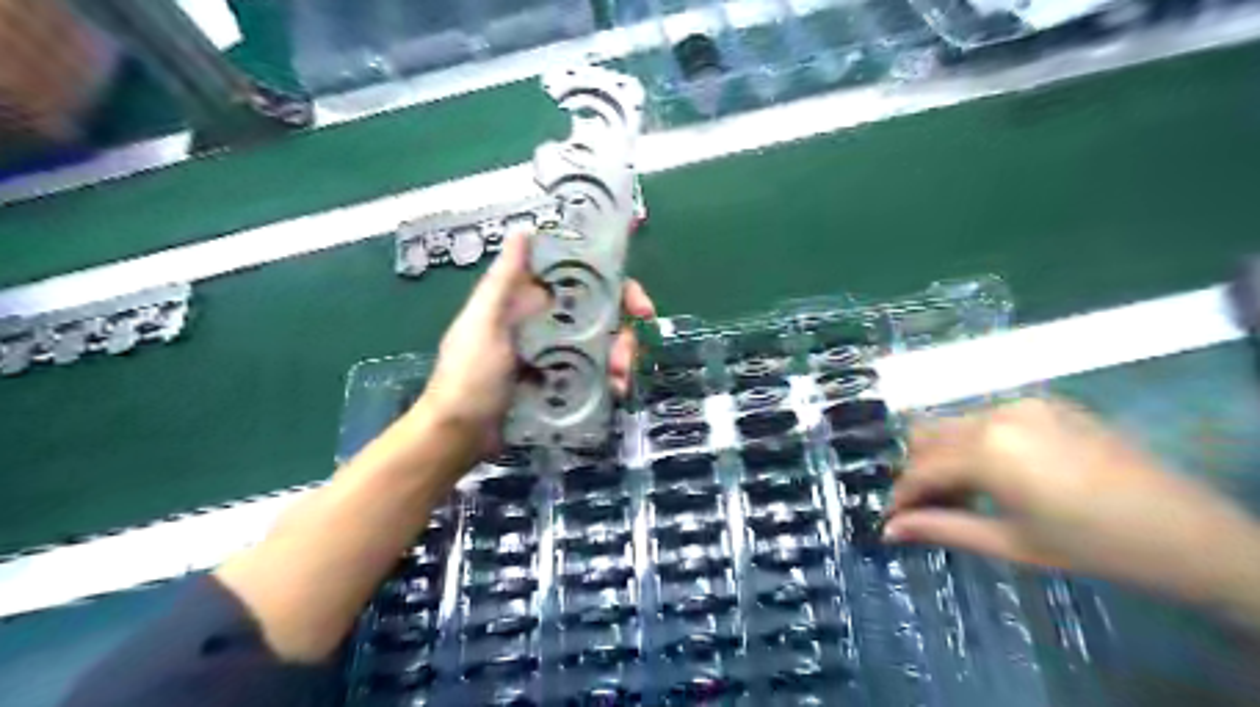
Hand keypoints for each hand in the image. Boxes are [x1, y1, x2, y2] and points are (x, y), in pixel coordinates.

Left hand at [418, 230, 654, 454]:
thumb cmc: (468, 376)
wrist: (459, 435)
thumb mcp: (482, 324)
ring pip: (604, 347)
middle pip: (602, 316)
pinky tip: (615, 393)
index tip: (637, 305)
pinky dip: (612, 382)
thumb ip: (503, 281)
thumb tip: (524, 229)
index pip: (581, 281)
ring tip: (620, 380)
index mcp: (530, 303)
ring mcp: (559, 356)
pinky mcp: (563, 384)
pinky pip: (597, 376)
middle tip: (629, 353)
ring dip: (621, 359)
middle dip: (624, 331)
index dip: (614, 285)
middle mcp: (549, 324)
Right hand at [883, 398, 1258, 608]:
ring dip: (945, 455)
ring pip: (955, 423)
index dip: (901, 496)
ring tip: (966, 493)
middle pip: (927, 434)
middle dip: (917, 469)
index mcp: (986, 450)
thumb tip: (888, 529)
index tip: (893, 519)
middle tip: (929, 506)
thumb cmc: (1091, 545)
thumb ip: (942, 529)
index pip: (920, 469)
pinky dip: (976, 442)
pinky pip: (988, 417)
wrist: (1185, 531)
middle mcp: (995, 414)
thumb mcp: (1009, 543)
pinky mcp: (1045, 402)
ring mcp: (1022, 403)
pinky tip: (998, 473)